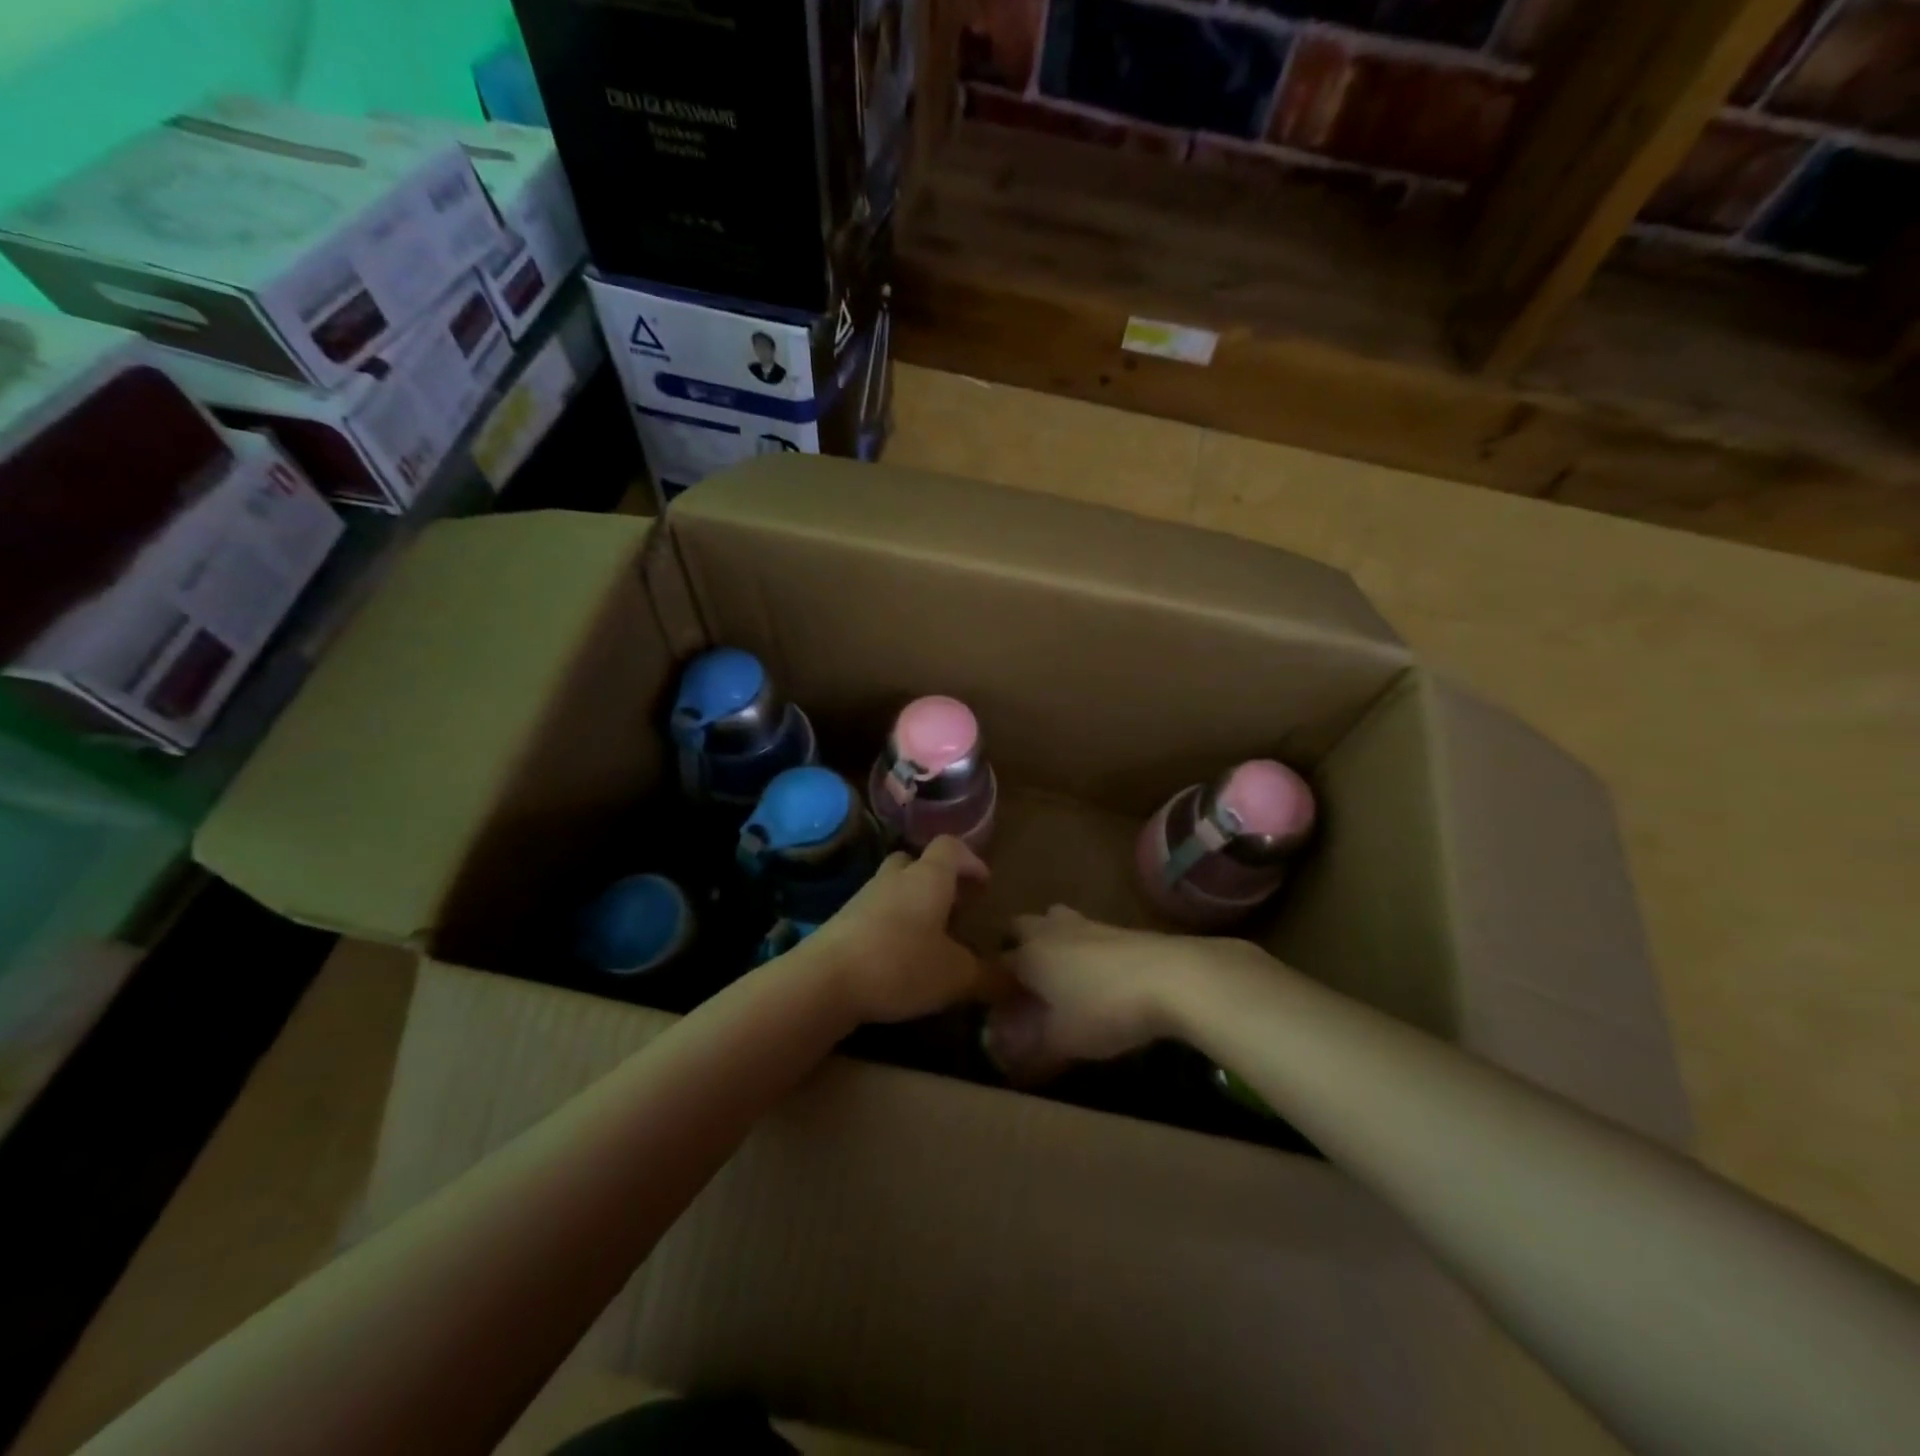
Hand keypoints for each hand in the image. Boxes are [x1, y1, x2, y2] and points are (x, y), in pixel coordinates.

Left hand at [801, 836, 993, 1024]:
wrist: (825, 980)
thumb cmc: (901, 964)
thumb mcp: (956, 976)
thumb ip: (988, 976)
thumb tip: (1016, 980)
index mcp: (928, 877)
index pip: (951, 847)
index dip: (970, 860)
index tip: (984, 885)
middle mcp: (895, 877)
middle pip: (917, 862)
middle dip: (938, 880)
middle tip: (955, 908)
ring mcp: (864, 897)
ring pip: (894, 887)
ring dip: (913, 903)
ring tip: (930, 937)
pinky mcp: (842, 921)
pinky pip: (875, 912)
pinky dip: (891, 924)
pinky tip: (899, 956)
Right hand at [984, 906, 1273, 1081]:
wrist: (1172, 977)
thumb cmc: (1105, 1008)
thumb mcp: (1065, 1041)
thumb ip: (1033, 1052)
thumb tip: (1012, 1066)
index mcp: (1029, 954)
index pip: (997, 964)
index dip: (994, 986)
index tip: (999, 1010)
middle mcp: (1050, 931)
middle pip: (1022, 927)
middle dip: (1018, 948)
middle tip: (1027, 984)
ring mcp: (1087, 924)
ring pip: (1056, 923)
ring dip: (1053, 942)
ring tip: (1063, 977)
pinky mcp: (1119, 927)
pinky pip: (1086, 933)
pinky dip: (1083, 949)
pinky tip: (1097, 976)